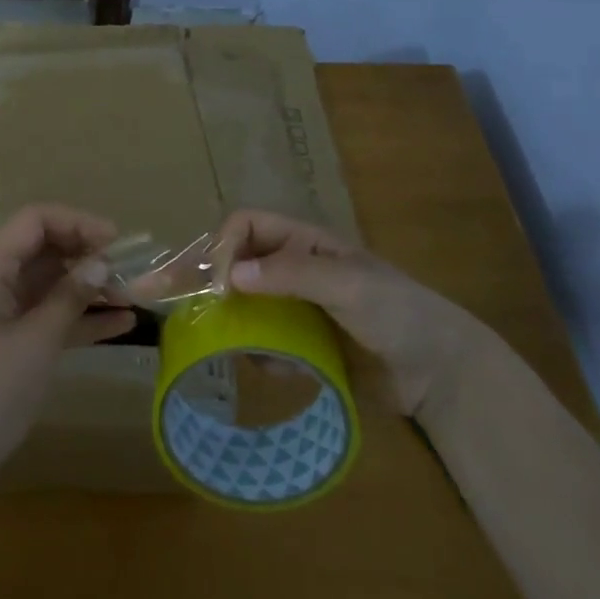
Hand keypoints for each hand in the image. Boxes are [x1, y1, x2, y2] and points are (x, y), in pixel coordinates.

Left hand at [0, 204, 134, 486]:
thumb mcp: (37, 341)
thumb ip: (71, 297)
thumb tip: (102, 263)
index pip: (35, 221)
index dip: (78, 223)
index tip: (117, 241)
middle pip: (43, 248)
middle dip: (87, 256)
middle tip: (130, 271)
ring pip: (48, 282)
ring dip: (88, 287)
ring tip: (134, 296)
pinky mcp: (6, 338)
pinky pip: (46, 314)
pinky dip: (78, 316)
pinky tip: (121, 325)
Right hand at [218, 209, 486, 418]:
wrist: (439, 372)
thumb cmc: (397, 311)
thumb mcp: (348, 283)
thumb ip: (292, 275)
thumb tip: (230, 276)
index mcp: (302, 241)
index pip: (245, 226)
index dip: (224, 247)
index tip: (217, 285)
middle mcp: (290, 269)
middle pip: (233, 263)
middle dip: (202, 278)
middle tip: (160, 294)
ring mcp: (293, 309)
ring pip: (241, 306)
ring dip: (231, 322)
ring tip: (222, 342)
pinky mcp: (300, 346)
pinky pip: (262, 344)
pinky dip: (261, 355)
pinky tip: (281, 368)